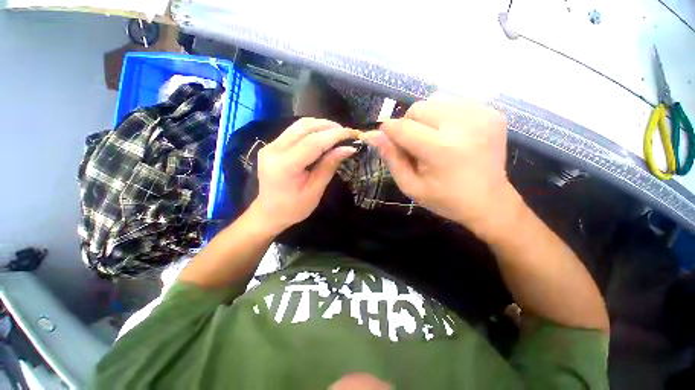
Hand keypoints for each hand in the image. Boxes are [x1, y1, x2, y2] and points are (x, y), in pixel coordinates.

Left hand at [250, 118, 357, 233]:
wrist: (269, 213)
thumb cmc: (294, 208)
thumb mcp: (315, 190)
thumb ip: (329, 166)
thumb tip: (347, 148)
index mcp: (285, 165)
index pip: (313, 142)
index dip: (335, 135)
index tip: (353, 134)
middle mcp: (274, 149)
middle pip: (304, 127)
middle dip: (329, 126)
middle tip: (347, 133)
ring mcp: (270, 145)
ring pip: (299, 125)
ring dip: (321, 125)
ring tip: (337, 133)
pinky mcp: (272, 145)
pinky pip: (294, 131)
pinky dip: (312, 130)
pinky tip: (323, 136)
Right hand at [365, 95, 514, 236]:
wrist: (489, 201)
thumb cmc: (445, 199)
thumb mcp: (411, 185)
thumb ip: (392, 159)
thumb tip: (374, 135)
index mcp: (441, 149)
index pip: (402, 127)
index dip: (388, 131)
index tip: (387, 140)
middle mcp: (463, 126)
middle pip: (418, 107)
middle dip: (409, 124)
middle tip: (415, 145)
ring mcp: (482, 115)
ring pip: (436, 99)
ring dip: (427, 117)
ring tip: (434, 138)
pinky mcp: (493, 112)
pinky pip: (455, 101)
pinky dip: (445, 114)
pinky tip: (451, 134)